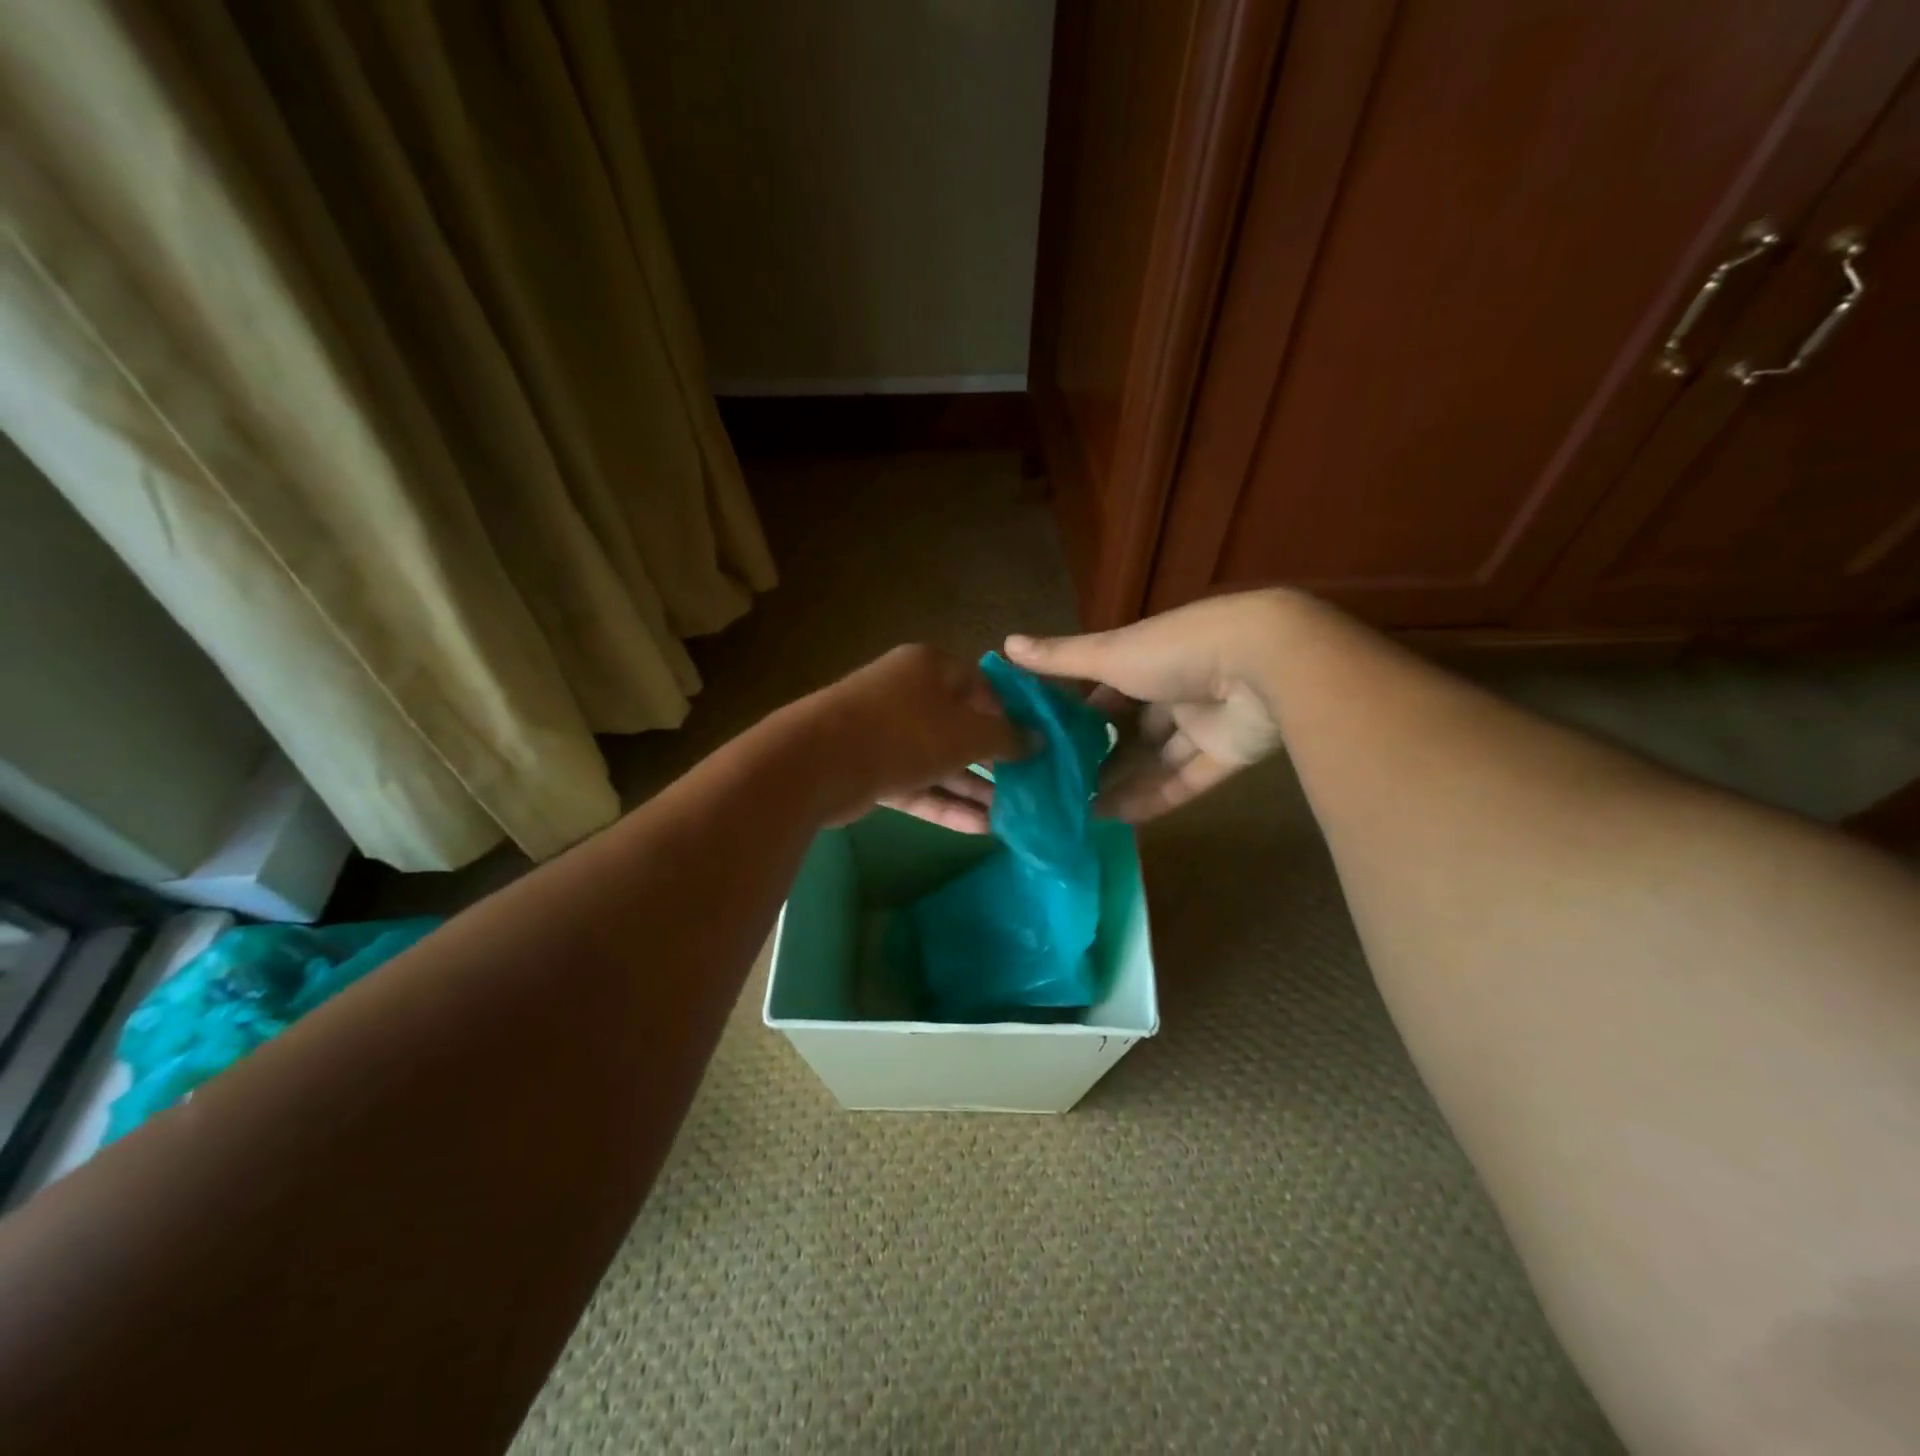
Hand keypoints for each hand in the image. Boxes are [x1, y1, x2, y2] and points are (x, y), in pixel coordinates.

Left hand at [803, 645, 1020, 832]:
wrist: (817, 762)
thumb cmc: (903, 732)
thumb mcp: (965, 733)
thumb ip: (1005, 738)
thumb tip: (1038, 740)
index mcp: (930, 668)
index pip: (981, 686)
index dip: (1011, 715)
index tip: (1037, 745)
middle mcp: (908, 695)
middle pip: (961, 727)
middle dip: (995, 759)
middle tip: (1031, 785)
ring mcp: (886, 734)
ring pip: (940, 761)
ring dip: (974, 788)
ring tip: (1015, 815)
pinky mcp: (871, 770)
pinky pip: (918, 785)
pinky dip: (945, 804)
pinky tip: (982, 828)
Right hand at [1004, 591, 1291, 821]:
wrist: (1263, 664)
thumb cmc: (1175, 651)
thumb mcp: (1110, 654)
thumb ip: (1060, 658)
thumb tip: (1004, 644)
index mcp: (1148, 659)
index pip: (1106, 689)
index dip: (1078, 714)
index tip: (1046, 740)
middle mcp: (1173, 689)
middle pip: (1132, 728)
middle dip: (1100, 754)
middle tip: (1060, 785)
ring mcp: (1203, 722)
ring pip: (1157, 759)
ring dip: (1122, 782)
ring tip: (1079, 809)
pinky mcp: (1227, 754)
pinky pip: (1185, 781)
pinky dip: (1154, 799)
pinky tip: (1115, 819)